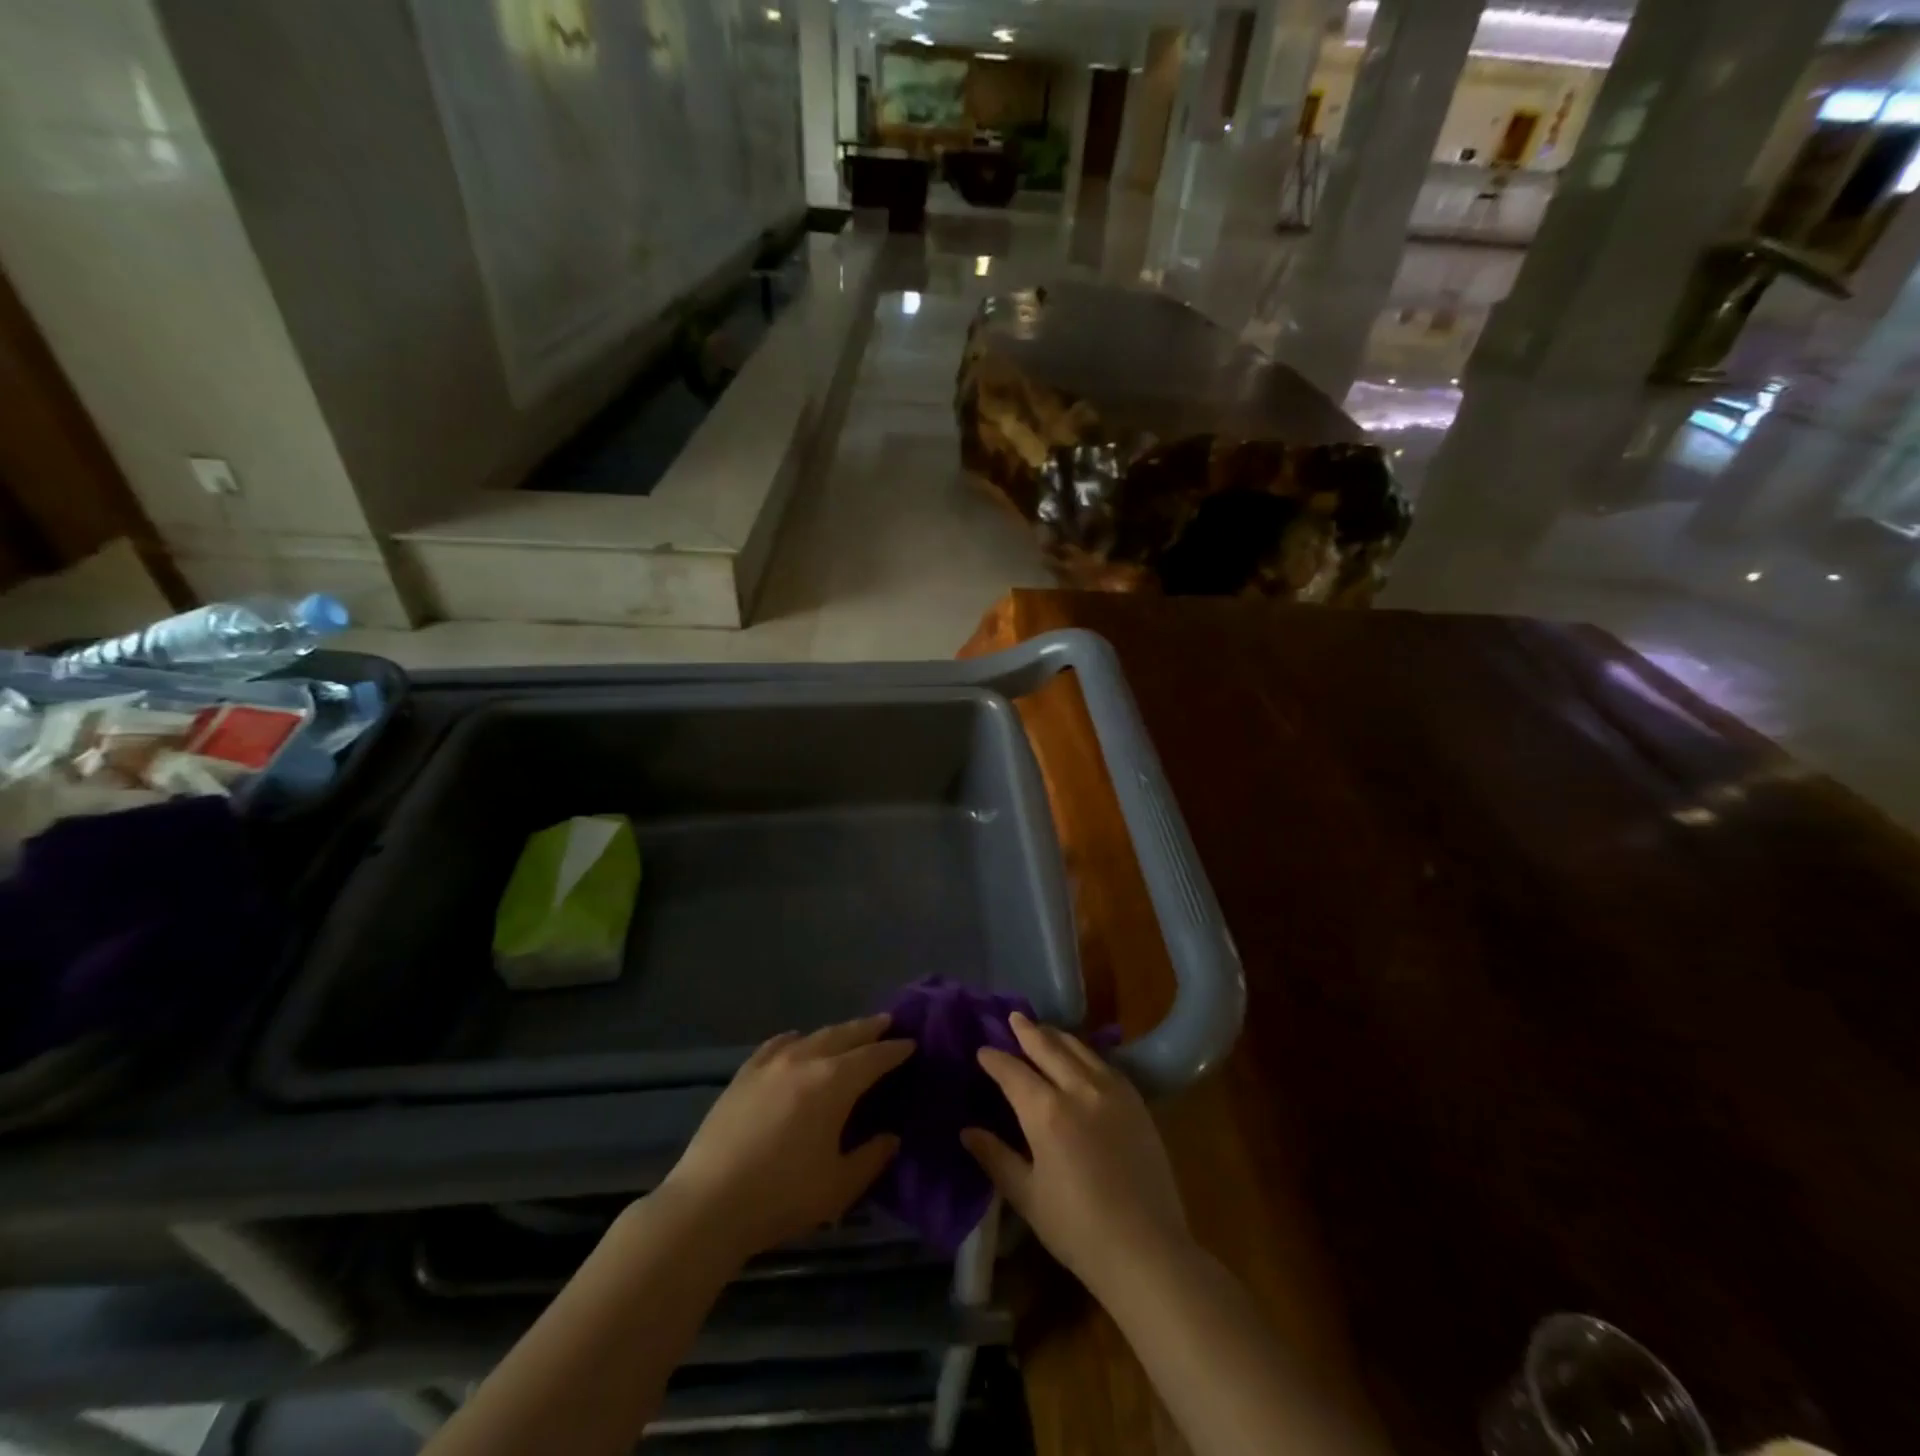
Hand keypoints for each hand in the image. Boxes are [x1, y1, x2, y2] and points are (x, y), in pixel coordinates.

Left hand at [658, 1015, 912, 1262]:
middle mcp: (806, 1060)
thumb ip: (871, 1157)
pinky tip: (797, 1043)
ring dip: (837, 1032)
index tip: (911, 1043)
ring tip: (849, 1033)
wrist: (709, 1204)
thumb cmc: (781, 1196)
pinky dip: (796, 1040)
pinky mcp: (744, 1073)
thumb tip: (891, 1137)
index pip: (874, 1057)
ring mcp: (771, 1063)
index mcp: (834, 1082)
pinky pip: (777, 1044)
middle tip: (888, 1022)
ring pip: (813, 1036)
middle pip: (845, 1034)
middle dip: (869, 1028)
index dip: (895, 1050)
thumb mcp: (839, 1186)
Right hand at [962, 1012, 1187, 1295]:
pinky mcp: (1136, 1102)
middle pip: (1048, 1048)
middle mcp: (1079, 1089)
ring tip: (1043, 1030)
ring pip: (1079, 1049)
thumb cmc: (1078, 1229)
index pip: (1013, 1072)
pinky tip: (1081, 1055)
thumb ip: (996, 1158)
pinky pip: (1105, 1063)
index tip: (982, 1051)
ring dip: (1057, 1036)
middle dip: (1027, 1031)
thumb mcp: (1028, 1196)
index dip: (995, 1059)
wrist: (1147, 1250)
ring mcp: (1112, 1091)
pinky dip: (1085, 1052)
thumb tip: (967, 1131)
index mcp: (1047, 1112)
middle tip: (1013, 1017)